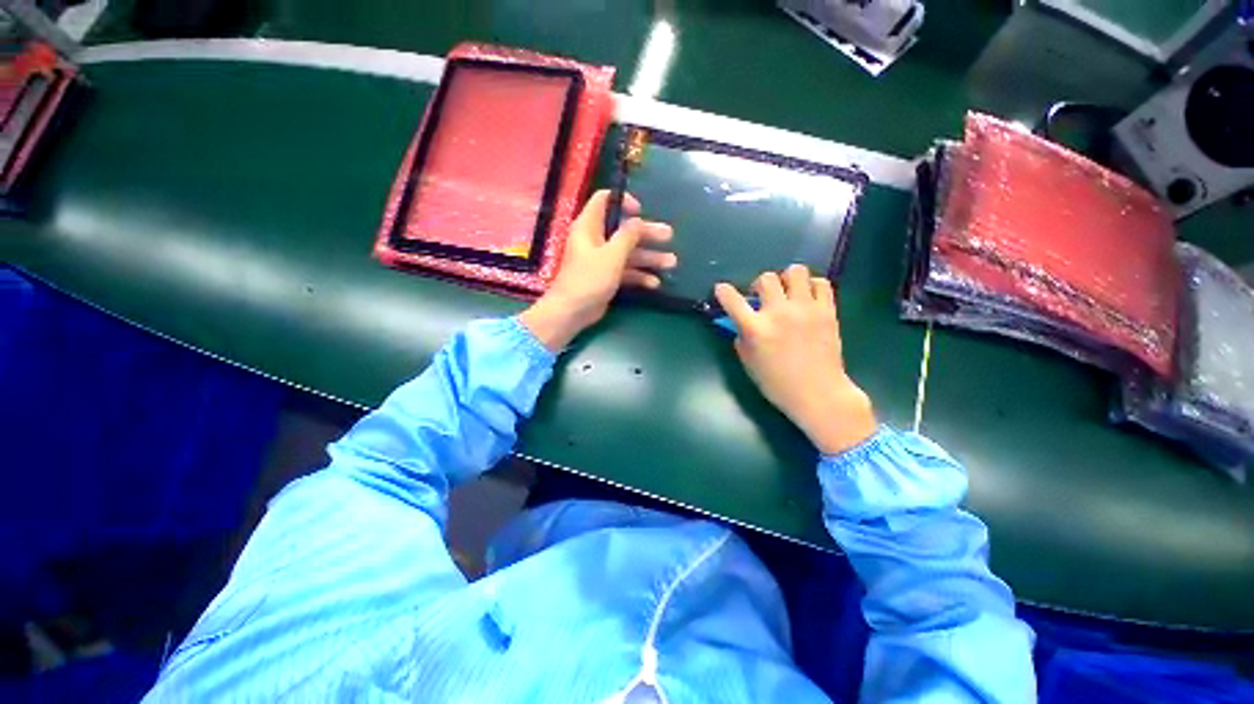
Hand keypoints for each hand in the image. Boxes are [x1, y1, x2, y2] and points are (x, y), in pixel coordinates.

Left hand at [520, 190, 674, 350]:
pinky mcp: (606, 277)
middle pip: (624, 230)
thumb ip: (628, 235)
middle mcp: (595, 240)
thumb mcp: (612, 254)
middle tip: (669, 236)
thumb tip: (639, 221)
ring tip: (671, 263)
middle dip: (647, 233)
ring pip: (628, 253)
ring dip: (649, 257)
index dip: (623, 201)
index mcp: (590, 226)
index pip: (604, 200)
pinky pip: (625, 271)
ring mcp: (601, 260)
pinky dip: (639, 275)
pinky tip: (654, 283)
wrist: (572, 311)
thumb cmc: (589, 278)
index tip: (641, 211)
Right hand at [715, 265, 875, 454]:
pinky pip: (821, 283)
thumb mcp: (749, 363)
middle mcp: (779, 313)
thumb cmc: (777, 384)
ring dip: (787, 279)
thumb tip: (741, 323)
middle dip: (760, 285)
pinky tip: (807, 298)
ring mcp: (805, 309)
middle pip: (766, 278)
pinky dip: (811, 286)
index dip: (723, 291)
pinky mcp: (827, 311)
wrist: (819, 394)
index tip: (721, 289)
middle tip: (763, 297)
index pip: (732, 300)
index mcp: (756, 329)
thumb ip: (741, 339)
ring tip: (788, 293)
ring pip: (796, 272)